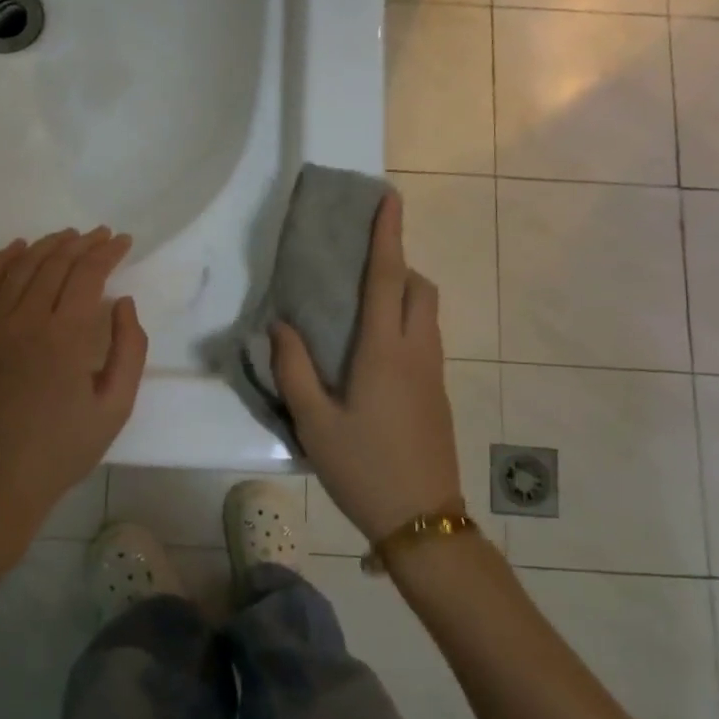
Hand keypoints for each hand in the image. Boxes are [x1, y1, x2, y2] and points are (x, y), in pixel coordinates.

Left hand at [0, 227, 148, 575]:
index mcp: (66, 336)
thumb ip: (129, 350)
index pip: (88, 275)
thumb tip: (123, 303)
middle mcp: (27, 320)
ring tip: (66, 237)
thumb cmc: (62, 451)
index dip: (108, 253)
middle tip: (101, 235)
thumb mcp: (115, 408)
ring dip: (46, 246)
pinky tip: (15, 249)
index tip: (123, 241)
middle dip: (82, 244)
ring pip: (20, 268)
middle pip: (55, 265)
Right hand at [271, 191, 462, 543]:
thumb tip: (281, 325)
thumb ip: (294, 368)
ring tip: (362, 304)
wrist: (422, 520)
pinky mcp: (437, 392)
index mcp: (384, 352)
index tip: (389, 198)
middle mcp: (416, 352)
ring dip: (403, 292)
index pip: (387, 278)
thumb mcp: (314, 422)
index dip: (388, 235)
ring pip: (426, 313)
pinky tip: (373, 349)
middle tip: (362, 264)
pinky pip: (424, 337)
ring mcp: (433, 373)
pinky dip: (405, 321)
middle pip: (419, 288)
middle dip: (399, 262)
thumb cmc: (363, 468)